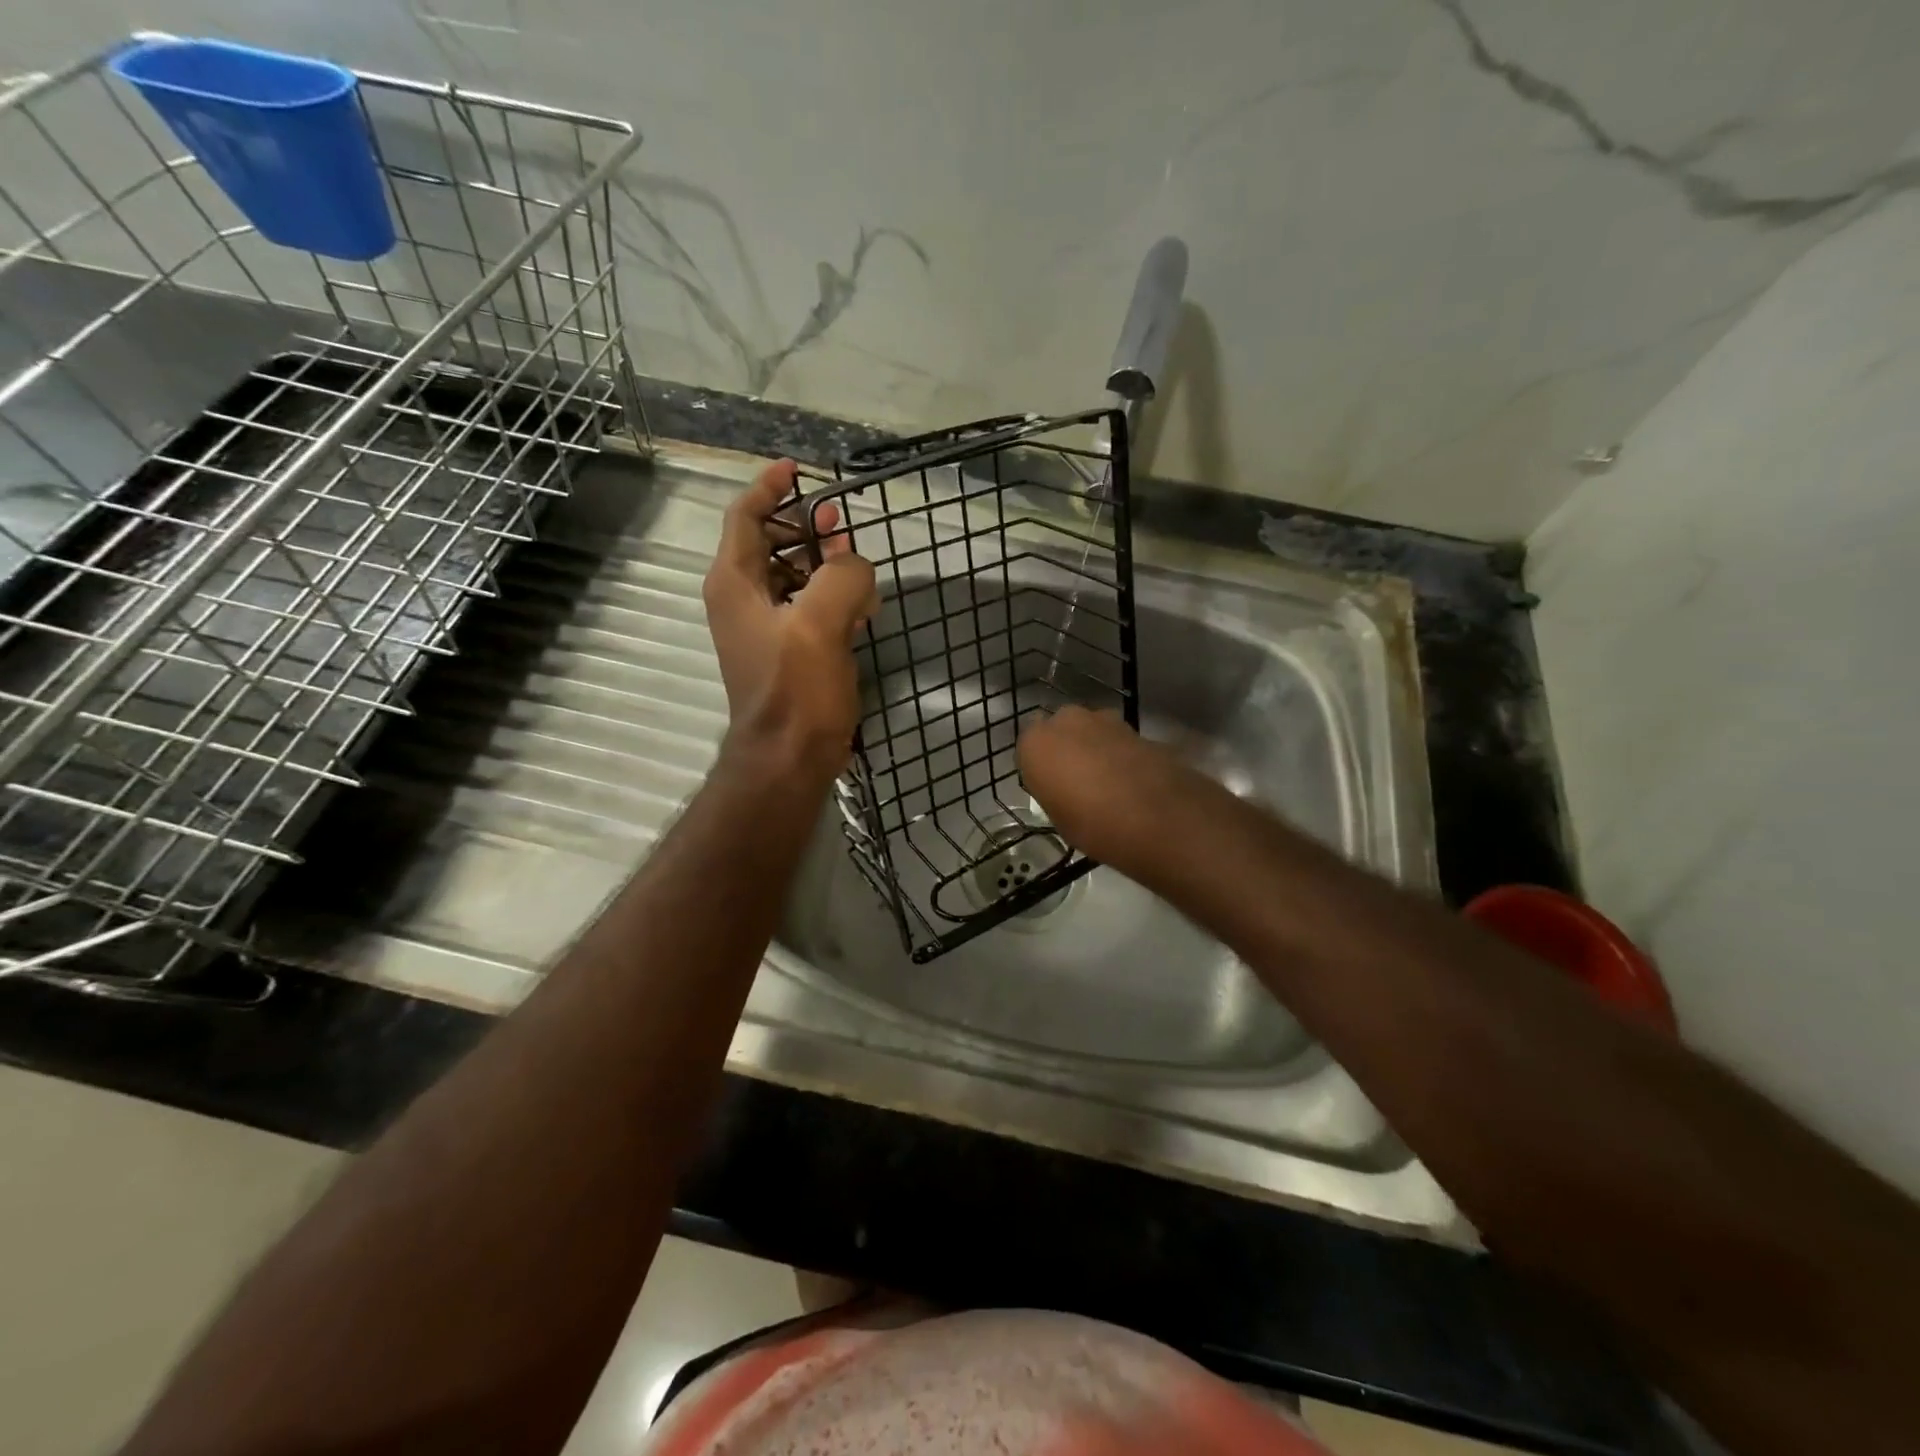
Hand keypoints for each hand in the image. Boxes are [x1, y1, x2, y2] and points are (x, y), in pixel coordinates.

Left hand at [703, 460, 877, 778]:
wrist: (789, 757)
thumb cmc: (796, 688)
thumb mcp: (820, 623)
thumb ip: (843, 577)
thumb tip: (856, 566)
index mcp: (735, 582)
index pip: (746, 516)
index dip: (770, 487)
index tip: (798, 468)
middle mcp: (743, 599)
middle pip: (771, 543)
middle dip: (807, 528)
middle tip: (842, 523)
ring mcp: (765, 627)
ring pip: (793, 576)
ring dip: (825, 564)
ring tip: (858, 565)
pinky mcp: (788, 651)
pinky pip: (808, 608)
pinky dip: (832, 599)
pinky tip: (862, 608)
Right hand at [1017, 705, 1202, 871]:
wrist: (1157, 817)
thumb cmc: (1093, 824)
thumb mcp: (1058, 818)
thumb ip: (1054, 791)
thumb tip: (1062, 786)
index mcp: (1036, 743)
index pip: (1027, 748)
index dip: (1039, 766)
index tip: (1048, 786)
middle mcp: (1066, 721)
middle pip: (1059, 730)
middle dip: (1066, 748)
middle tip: (1075, 780)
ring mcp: (1104, 719)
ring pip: (1090, 731)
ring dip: (1093, 748)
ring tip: (1105, 781)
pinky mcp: (1136, 727)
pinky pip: (1117, 740)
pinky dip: (1119, 753)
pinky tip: (1129, 780)